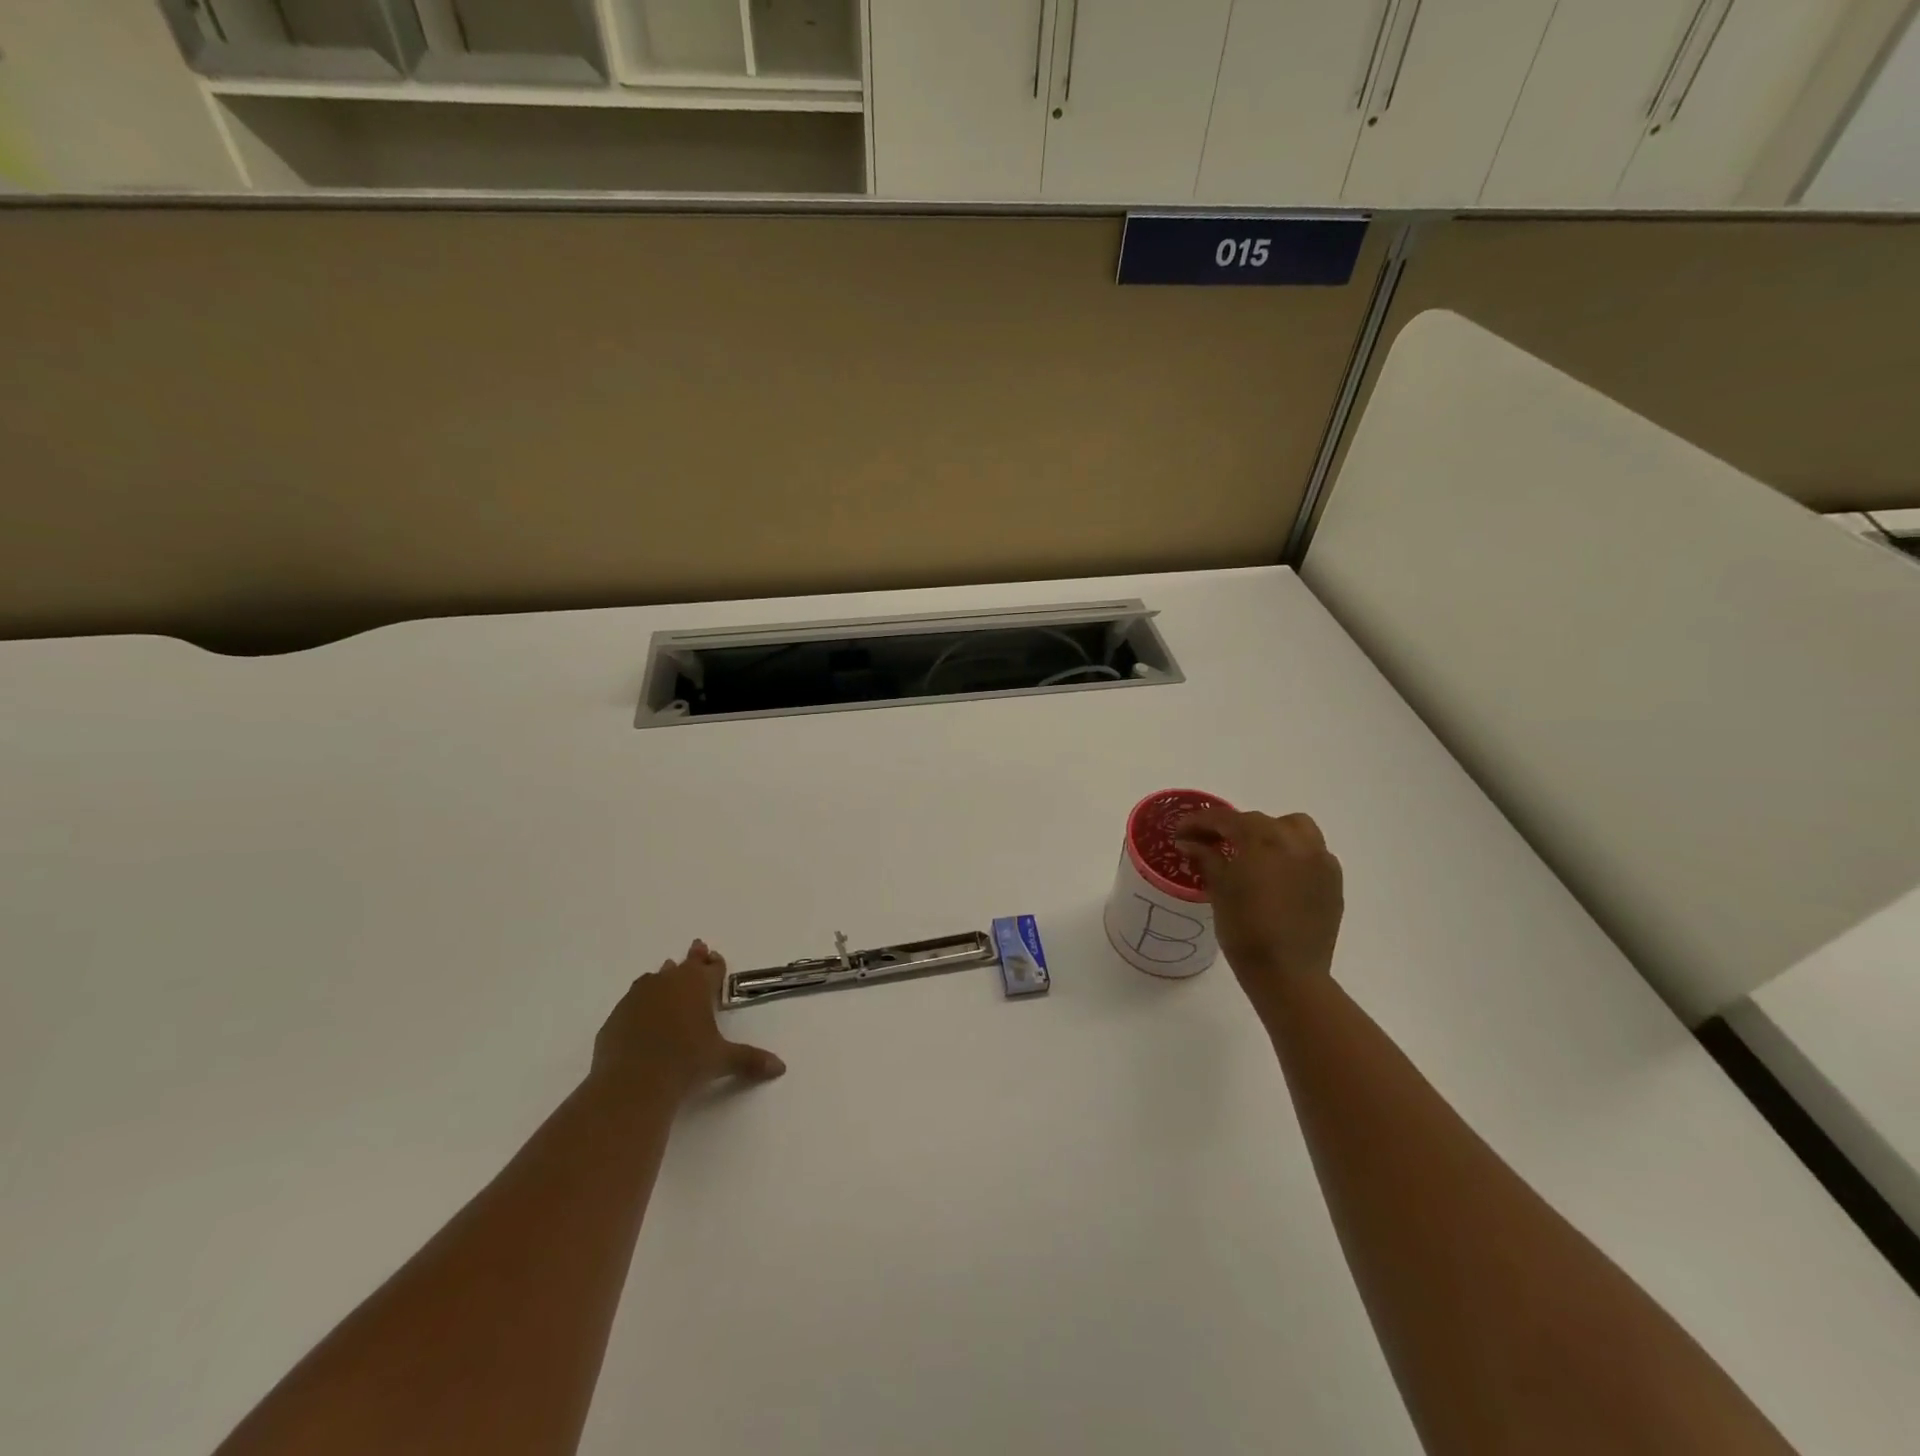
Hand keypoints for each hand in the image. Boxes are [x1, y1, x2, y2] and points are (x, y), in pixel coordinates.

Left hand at [591, 940, 785, 1102]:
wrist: (632, 1083)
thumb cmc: (685, 1064)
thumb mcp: (722, 1060)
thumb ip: (750, 1060)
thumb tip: (780, 1068)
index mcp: (696, 986)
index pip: (711, 969)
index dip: (716, 964)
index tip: (715, 957)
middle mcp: (667, 983)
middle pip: (684, 965)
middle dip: (693, 958)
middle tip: (698, 948)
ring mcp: (638, 997)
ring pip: (655, 978)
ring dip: (665, 976)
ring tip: (667, 974)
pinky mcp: (616, 1016)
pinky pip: (633, 1001)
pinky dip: (642, 1002)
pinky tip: (642, 1012)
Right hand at [1174, 809, 1343, 1014]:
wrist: (1288, 974)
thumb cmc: (1245, 930)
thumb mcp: (1219, 890)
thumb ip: (1206, 857)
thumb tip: (1189, 841)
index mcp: (1262, 839)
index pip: (1225, 819)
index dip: (1199, 822)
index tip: (1181, 832)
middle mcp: (1295, 841)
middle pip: (1259, 821)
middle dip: (1232, 828)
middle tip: (1211, 844)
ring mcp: (1320, 859)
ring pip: (1293, 828)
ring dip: (1269, 832)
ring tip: (1251, 852)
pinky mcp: (1333, 880)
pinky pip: (1311, 852)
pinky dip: (1291, 853)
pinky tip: (1277, 874)